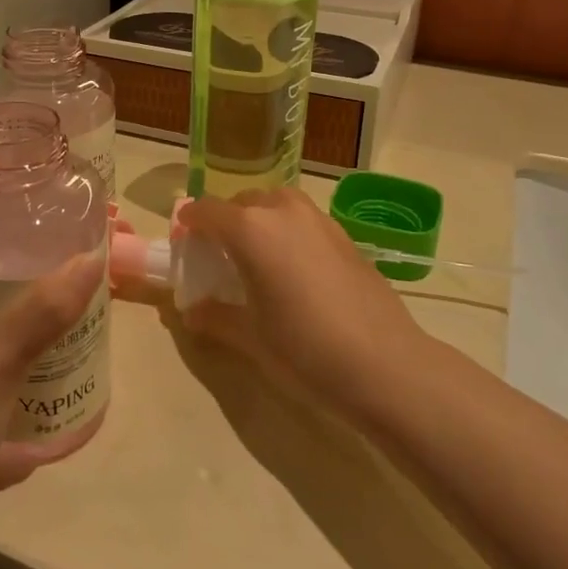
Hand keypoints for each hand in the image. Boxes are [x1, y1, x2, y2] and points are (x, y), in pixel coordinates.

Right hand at [176, 187, 419, 414]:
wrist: (384, 365)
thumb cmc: (304, 349)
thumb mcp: (250, 337)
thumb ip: (215, 317)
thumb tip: (191, 312)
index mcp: (250, 229)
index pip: (206, 211)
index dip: (190, 223)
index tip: (183, 241)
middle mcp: (282, 211)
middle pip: (242, 202)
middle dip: (225, 221)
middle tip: (218, 255)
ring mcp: (318, 219)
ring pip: (276, 204)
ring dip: (259, 220)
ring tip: (256, 257)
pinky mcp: (345, 235)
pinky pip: (303, 220)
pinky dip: (288, 231)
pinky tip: (293, 269)